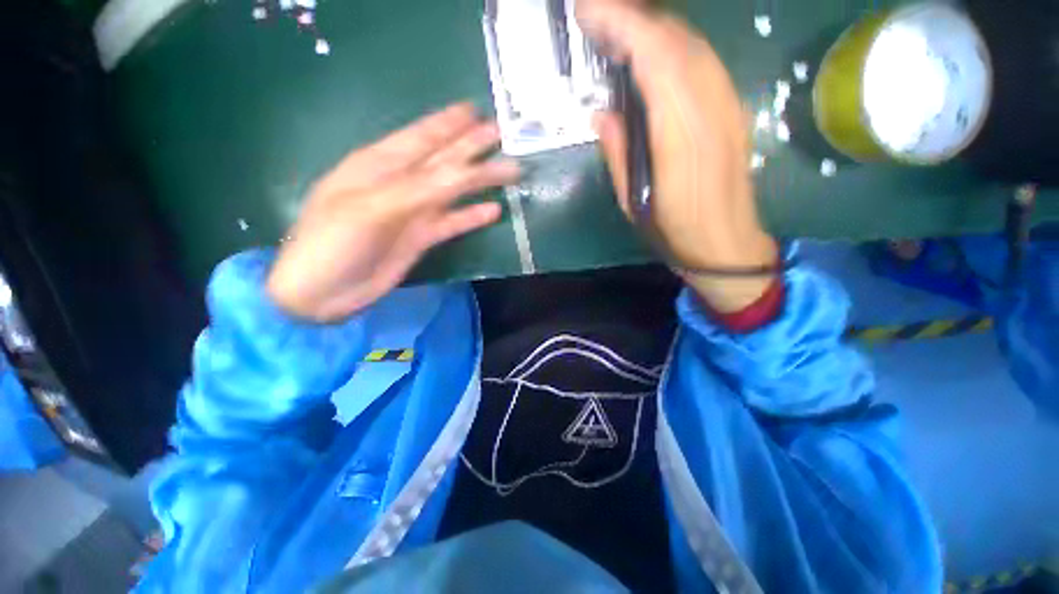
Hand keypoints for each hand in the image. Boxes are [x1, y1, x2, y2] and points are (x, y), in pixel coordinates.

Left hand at [267, 103, 519, 321]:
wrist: (322, 292)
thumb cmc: (333, 243)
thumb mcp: (371, 209)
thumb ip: (418, 189)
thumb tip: (462, 172)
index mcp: (379, 166)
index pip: (421, 137)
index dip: (448, 124)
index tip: (475, 110)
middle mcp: (400, 184)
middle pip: (443, 160)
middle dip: (471, 146)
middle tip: (501, 134)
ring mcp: (412, 212)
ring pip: (453, 190)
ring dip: (479, 180)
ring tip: (508, 170)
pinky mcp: (421, 237)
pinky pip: (452, 222)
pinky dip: (472, 216)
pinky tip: (493, 210)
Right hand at [579, 1, 778, 311]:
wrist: (726, 244)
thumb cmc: (674, 231)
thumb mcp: (633, 201)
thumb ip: (618, 152)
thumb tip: (602, 112)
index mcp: (680, 138)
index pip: (656, 61)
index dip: (623, 27)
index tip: (589, 12)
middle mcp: (710, 110)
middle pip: (676, 42)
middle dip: (633, 18)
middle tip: (596, 14)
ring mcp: (728, 106)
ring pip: (692, 46)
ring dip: (653, 28)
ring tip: (618, 26)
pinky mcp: (733, 109)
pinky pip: (703, 62)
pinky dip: (674, 46)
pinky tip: (653, 50)